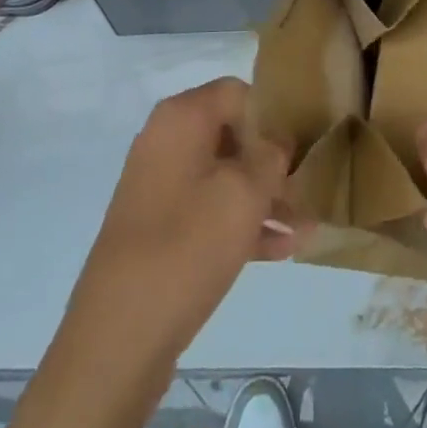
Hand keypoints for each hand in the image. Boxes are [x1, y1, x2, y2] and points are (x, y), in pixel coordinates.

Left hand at [64, 77, 296, 363]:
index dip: (271, 114)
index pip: (237, 92)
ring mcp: (160, 185)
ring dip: (264, 198)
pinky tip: (282, 250)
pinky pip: (209, 210)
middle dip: (271, 162)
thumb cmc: (187, 246)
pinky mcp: (159, 228)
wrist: (118, 335)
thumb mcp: (244, 194)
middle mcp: (166, 140)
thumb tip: (278, 141)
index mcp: (181, 117)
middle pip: (231, 134)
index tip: (300, 146)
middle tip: (308, 189)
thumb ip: (271, 157)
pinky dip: (241, 223)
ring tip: (305, 227)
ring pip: (223, 176)